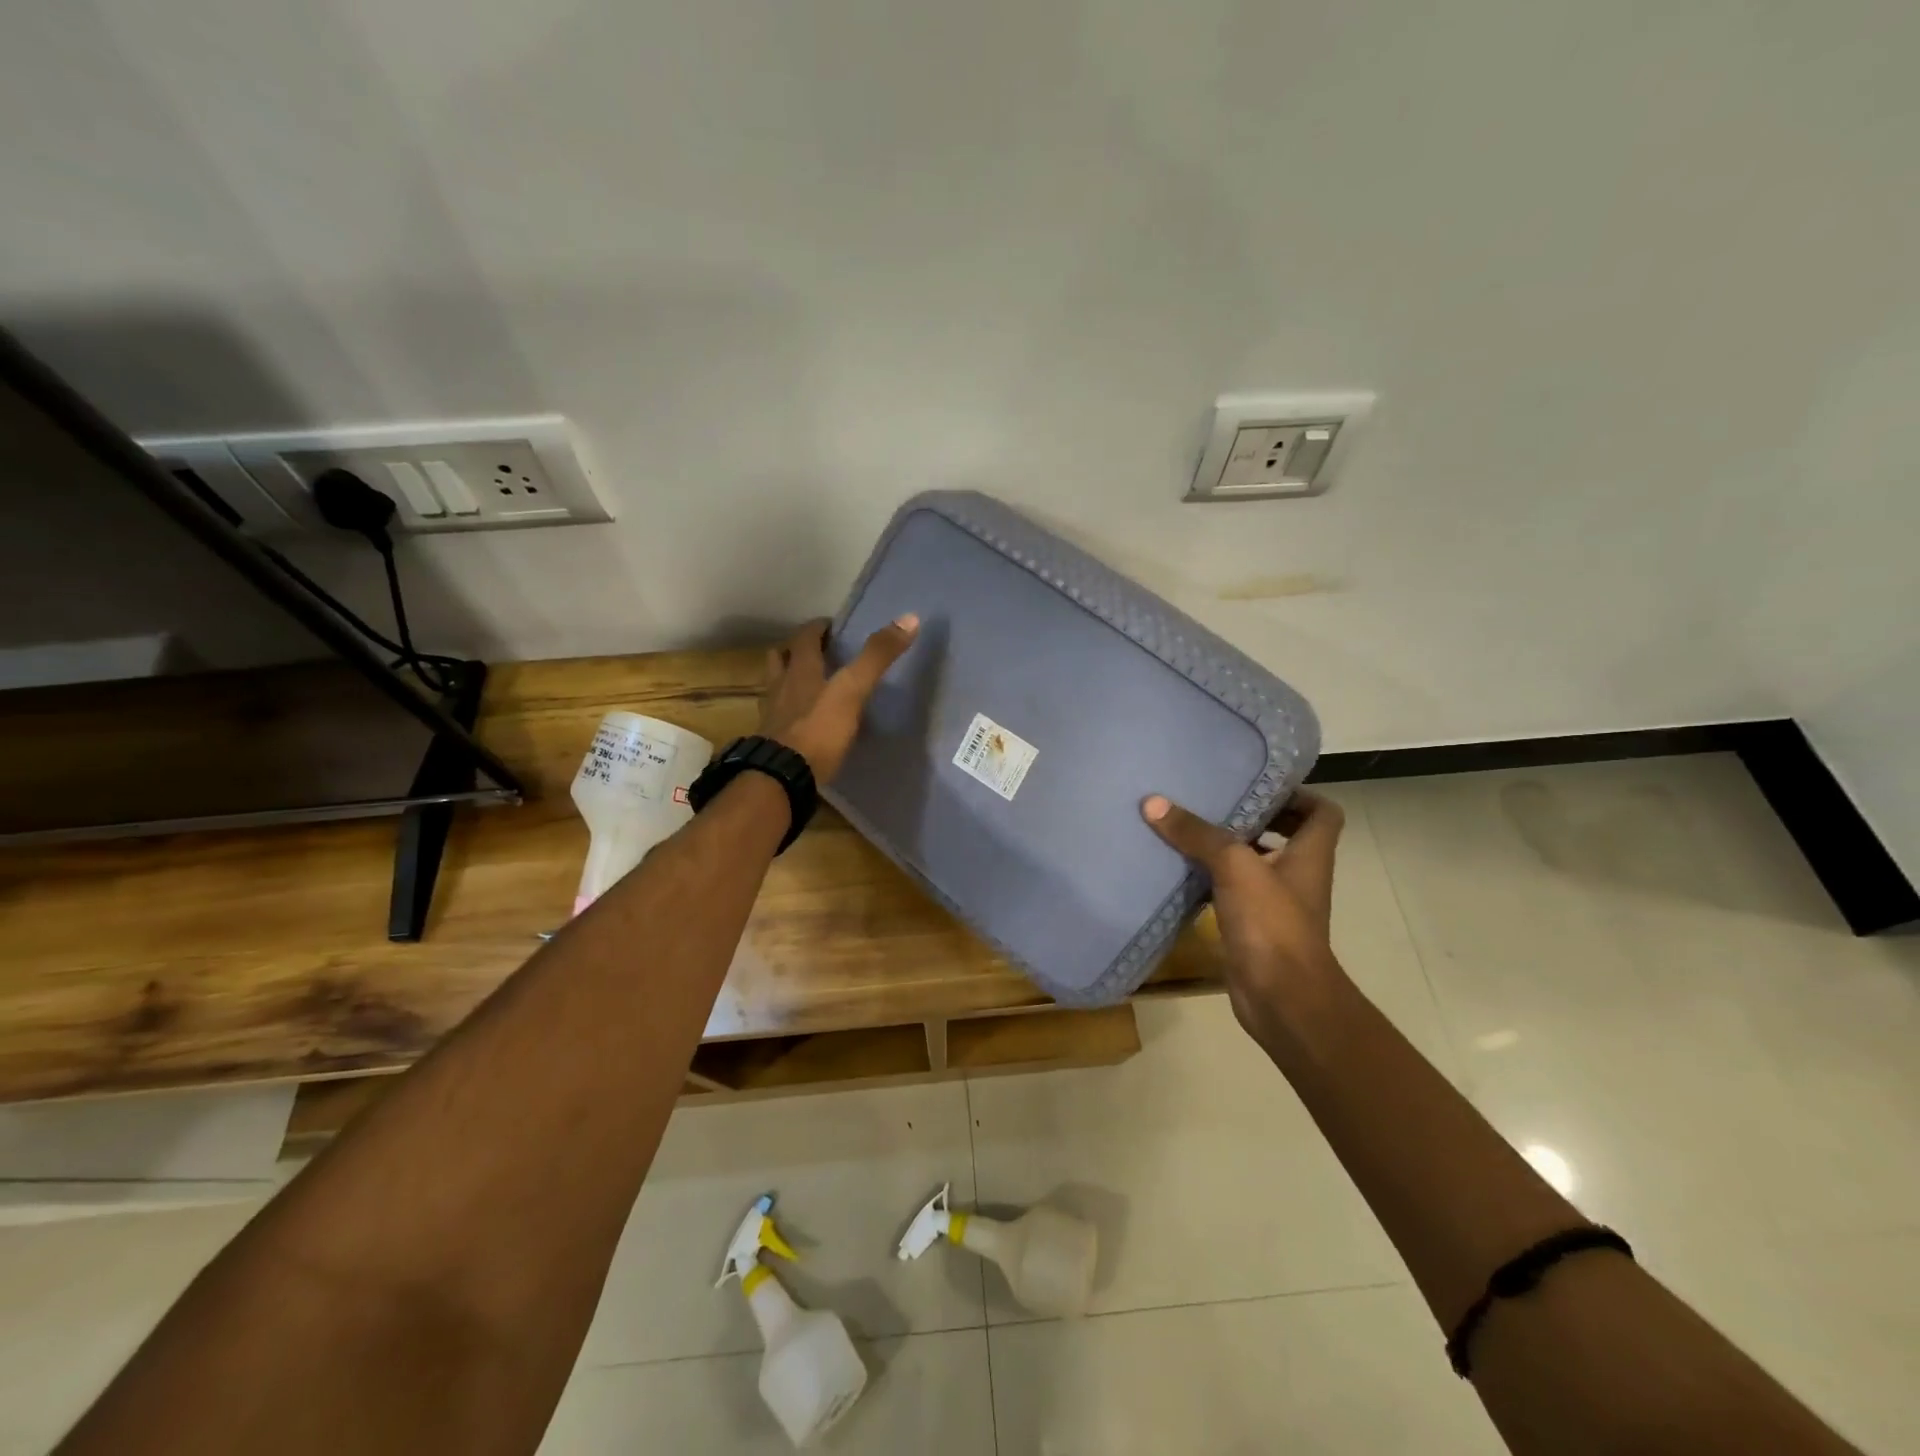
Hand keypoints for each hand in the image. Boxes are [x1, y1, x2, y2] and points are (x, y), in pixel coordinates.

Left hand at [759, 615, 918, 781]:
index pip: (805, 638)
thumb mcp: (852, 690)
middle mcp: (781, 688)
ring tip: (803, 685)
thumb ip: (877, 657)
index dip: (817, 628)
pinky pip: (776, 720)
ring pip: (774, 688)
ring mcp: (772, 717)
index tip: (830, 626)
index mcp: (800, 671)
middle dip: (794, 651)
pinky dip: (786, 715)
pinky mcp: (770, 743)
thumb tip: (909, 618)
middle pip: (780, 659)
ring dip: (785, 681)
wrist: (782, 777)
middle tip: (813, 652)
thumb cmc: (818, 730)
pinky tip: (799, 724)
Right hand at [1141, 789, 1345, 1045]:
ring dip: (1226, 849)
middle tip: (1213, 800)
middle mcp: (1297, 876)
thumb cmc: (1272, 924)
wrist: (1282, 999)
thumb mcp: (1234, 867)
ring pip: (1253, 865)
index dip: (1298, 794)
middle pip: (1284, 835)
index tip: (1258, 782)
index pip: (1322, 813)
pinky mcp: (1252, 928)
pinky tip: (1179, 870)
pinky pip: (1231, 893)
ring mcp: (1276, 904)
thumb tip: (1153, 803)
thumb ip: (1197, 834)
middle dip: (1252, 817)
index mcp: (1309, 855)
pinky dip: (1210, 881)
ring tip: (1189, 827)